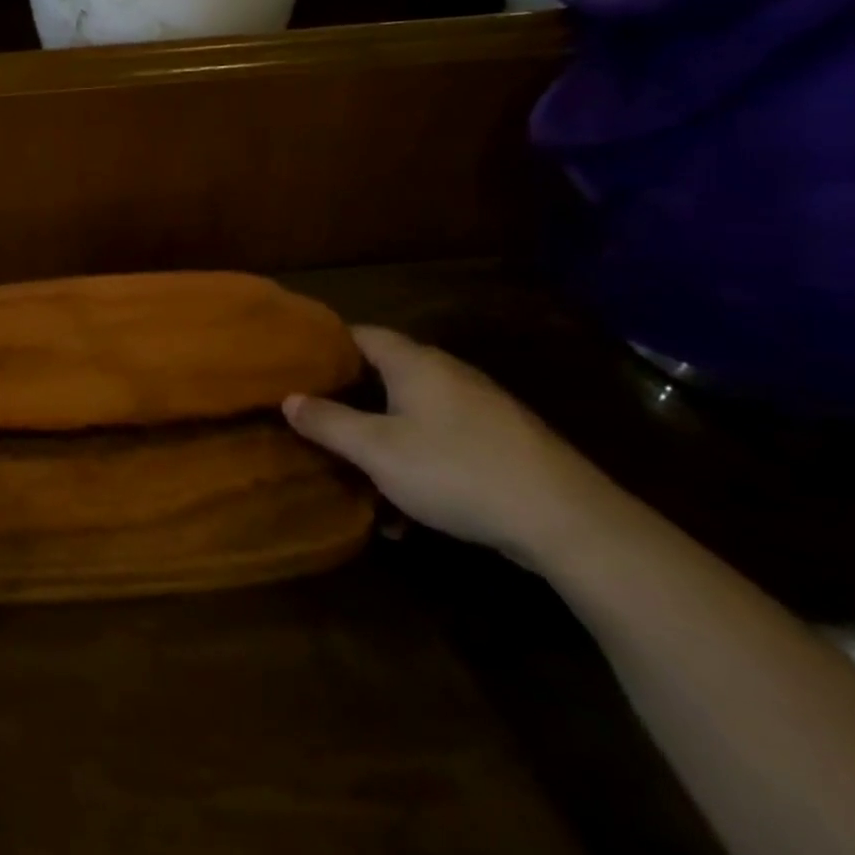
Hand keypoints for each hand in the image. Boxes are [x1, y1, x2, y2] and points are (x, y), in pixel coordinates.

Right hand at [283, 327, 621, 568]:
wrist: (566, 520)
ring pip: (412, 414)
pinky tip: (407, 513)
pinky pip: (441, 442)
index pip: (360, 334)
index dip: (325, 345)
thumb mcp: (377, 450)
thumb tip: (288, 398)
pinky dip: (417, 464)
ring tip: (356, 475)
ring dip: (382, 441)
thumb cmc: (455, 469)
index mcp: (414, 362)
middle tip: (314, 419)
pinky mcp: (501, 443)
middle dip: (349, 399)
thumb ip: (328, 422)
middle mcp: (447, 374)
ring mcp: (479, 408)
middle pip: (385, 374)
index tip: (295, 365)